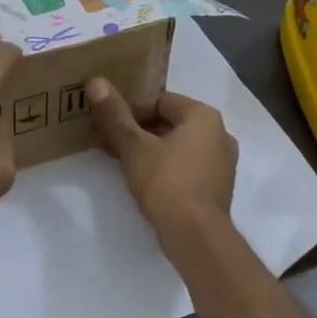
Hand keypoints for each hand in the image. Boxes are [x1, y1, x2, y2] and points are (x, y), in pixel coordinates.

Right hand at [87, 80, 237, 234]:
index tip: (109, 125)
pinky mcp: (217, 187)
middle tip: (109, 142)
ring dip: (149, 149)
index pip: (160, 101)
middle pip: (169, 123)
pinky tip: (143, 180)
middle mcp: (220, 134)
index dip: (131, 110)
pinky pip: (186, 166)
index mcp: (204, 116)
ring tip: (121, 161)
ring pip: (177, 146)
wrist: (196, 237)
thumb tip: (95, 81)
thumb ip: (115, 114)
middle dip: (138, 131)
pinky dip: (165, 167)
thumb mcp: (134, 147)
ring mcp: (222, 163)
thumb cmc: (166, 182)